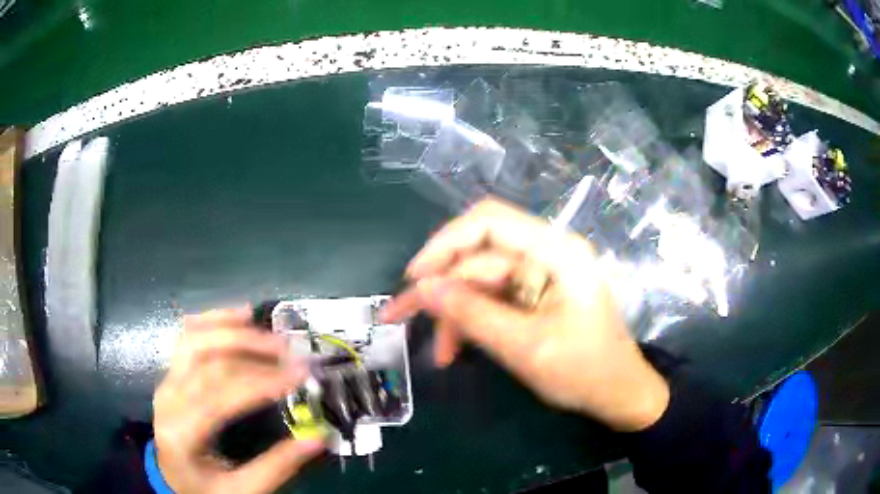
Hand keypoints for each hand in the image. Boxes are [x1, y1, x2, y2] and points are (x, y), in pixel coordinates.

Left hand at [153, 308, 324, 493]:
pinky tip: (239, 315)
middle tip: (292, 352)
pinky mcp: (171, 372)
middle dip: (253, 350)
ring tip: (271, 334)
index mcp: (182, 432)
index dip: (261, 381)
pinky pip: (188, 336)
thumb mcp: (241, 490)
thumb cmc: (205, 488)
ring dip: (234, 330)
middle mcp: (169, 397)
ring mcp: (167, 380)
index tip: (299, 374)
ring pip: (196, 339)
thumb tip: (318, 438)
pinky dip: (214, 320)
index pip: (221, 395)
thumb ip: (277, 466)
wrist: (171, 478)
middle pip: (209, 360)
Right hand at [383, 198, 669, 431]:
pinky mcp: (533, 296)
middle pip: (479, 256)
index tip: (414, 277)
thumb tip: (424, 288)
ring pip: (479, 281)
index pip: (490, 222)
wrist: (617, 394)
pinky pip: (491, 299)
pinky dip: (471, 322)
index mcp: (556, 252)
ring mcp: (539, 275)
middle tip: (400, 315)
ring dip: (454, 313)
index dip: (445, 243)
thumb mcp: (527, 347)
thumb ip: (474, 315)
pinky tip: (456, 349)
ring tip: (439, 352)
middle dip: (441, 288)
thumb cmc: (585, 371)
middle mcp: (546, 254)